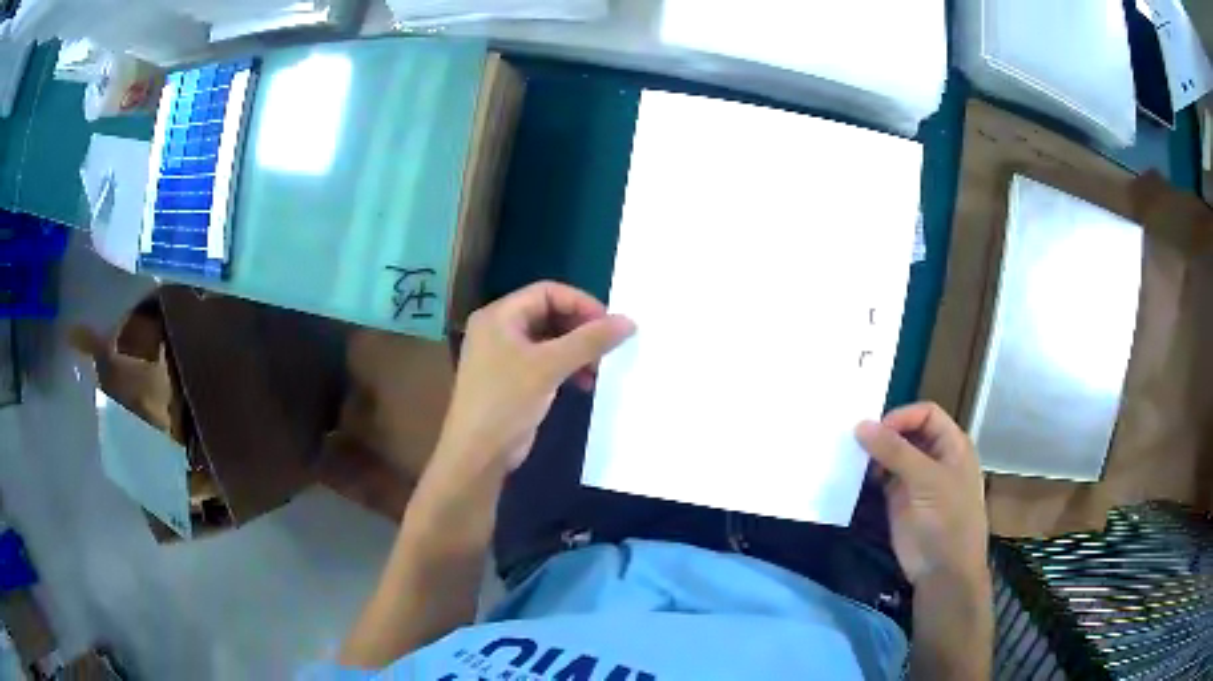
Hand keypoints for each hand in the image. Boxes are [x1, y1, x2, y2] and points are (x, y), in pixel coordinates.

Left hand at [433, 281, 634, 477]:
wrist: (477, 454)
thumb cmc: (506, 401)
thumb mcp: (549, 367)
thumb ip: (589, 341)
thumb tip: (629, 322)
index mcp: (499, 316)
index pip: (547, 292)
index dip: (581, 303)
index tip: (609, 324)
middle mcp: (500, 329)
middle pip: (549, 314)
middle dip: (581, 330)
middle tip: (607, 348)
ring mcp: (504, 356)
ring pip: (550, 340)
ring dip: (577, 351)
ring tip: (597, 370)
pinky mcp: (512, 380)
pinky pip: (545, 362)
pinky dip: (566, 368)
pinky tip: (584, 384)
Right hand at [855, 402, 987, 585]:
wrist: (943, 571)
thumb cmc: (946, 519)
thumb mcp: (926, 480)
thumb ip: (895, 451)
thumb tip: (860, 425)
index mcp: (952, 445)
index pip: (926, 414)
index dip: (902, 417)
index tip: (875, 430)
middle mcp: (935, 457)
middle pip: (908, 432)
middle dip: (884, 434)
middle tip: (856, 441)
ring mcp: (917, 480)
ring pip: (893, 455)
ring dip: (874, 454)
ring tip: (852, 458)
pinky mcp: (900, 500)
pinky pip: (883, 478)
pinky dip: (869, 474)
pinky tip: (855, 477)